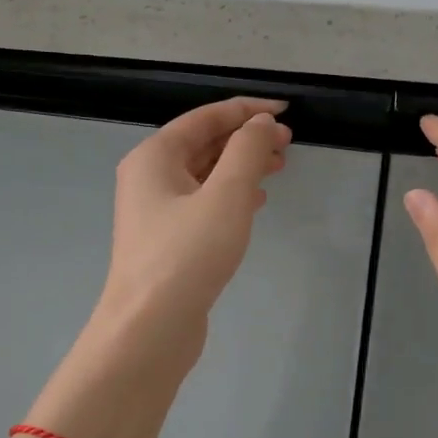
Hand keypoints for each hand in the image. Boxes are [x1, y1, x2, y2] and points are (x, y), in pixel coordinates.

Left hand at [90, 96, 290, 372]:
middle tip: (288, 144)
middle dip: (246, 139)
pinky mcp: (168, 241)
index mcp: (154, 156)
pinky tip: (256, 202)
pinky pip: (203, 203)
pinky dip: (231, 196)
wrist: (150, 327)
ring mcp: (156, 212)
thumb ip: (247, 151)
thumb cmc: (187, 255)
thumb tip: (260, 122)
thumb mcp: (226, 195)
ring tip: (279, 168)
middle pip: (203, 144)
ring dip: (242, 167)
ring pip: (205, 175)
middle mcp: (149, 177)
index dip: (247, 110)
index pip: (205, 117)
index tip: (286, 111)